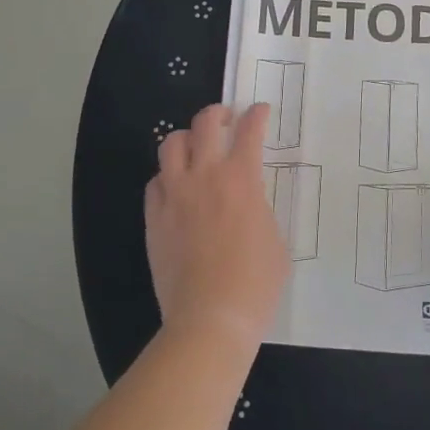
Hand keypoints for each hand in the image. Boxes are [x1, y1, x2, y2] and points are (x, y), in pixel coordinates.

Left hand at [145, 104, 288, 350]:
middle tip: (226, 120)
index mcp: (242, 179)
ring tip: (195, 148)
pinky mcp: (154, 217)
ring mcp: (175, 195)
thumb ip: (260, 208)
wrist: (210, 319)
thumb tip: (248, 201)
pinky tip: (175, 188)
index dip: (257, 114)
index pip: (250, 130)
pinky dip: (167, 177)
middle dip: (218, 113)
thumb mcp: (275, 239)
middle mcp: (205, 176)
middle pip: (205, 123)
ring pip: (171, 144)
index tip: (259, 110)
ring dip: (186, 138)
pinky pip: (155, 181)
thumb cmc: (255, 283)